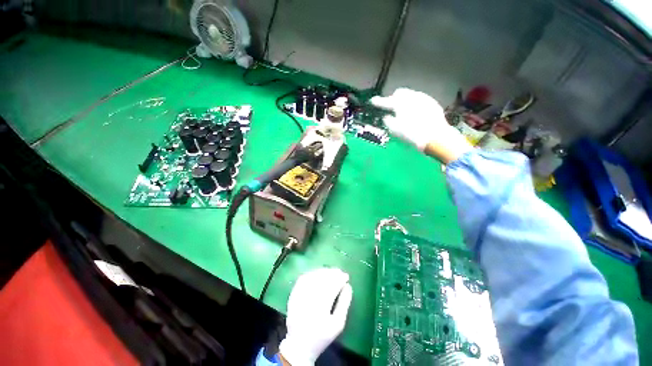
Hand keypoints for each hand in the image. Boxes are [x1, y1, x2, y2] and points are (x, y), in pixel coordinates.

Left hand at [279, 268, 352, 365]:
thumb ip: (344, 304)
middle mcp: (309, 299)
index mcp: (321, 308)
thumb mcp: (338, 324)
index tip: (346, 276)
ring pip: (312, 277)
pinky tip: (318, 273)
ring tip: (330, 271)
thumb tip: (348, 286)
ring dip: (323, 272)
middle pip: (322, 280)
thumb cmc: (322, 336)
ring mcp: (299, 296)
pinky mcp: (293, 295)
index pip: (332, 287)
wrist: (299, 345)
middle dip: (332, 273)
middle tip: (339, 272)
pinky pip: (302, 279)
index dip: (340, 279)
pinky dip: (311, 273)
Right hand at [370, 88, 471, 163]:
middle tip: (391, 108)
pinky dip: (415, 105)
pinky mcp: (432, 103)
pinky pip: (420, 100)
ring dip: (405, 101)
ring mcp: (423, 98)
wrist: (435, 136)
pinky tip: (416, 113)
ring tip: (404, 111)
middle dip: (394, 99)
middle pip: (399, 93)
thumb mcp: (395, 129)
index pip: (385, 101)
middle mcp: (412, 97)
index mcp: (400, 103)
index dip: (378, 101)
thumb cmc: (411, 133)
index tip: (372, 101)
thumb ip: (388, 121)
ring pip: (410, 95)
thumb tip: (386, 117)